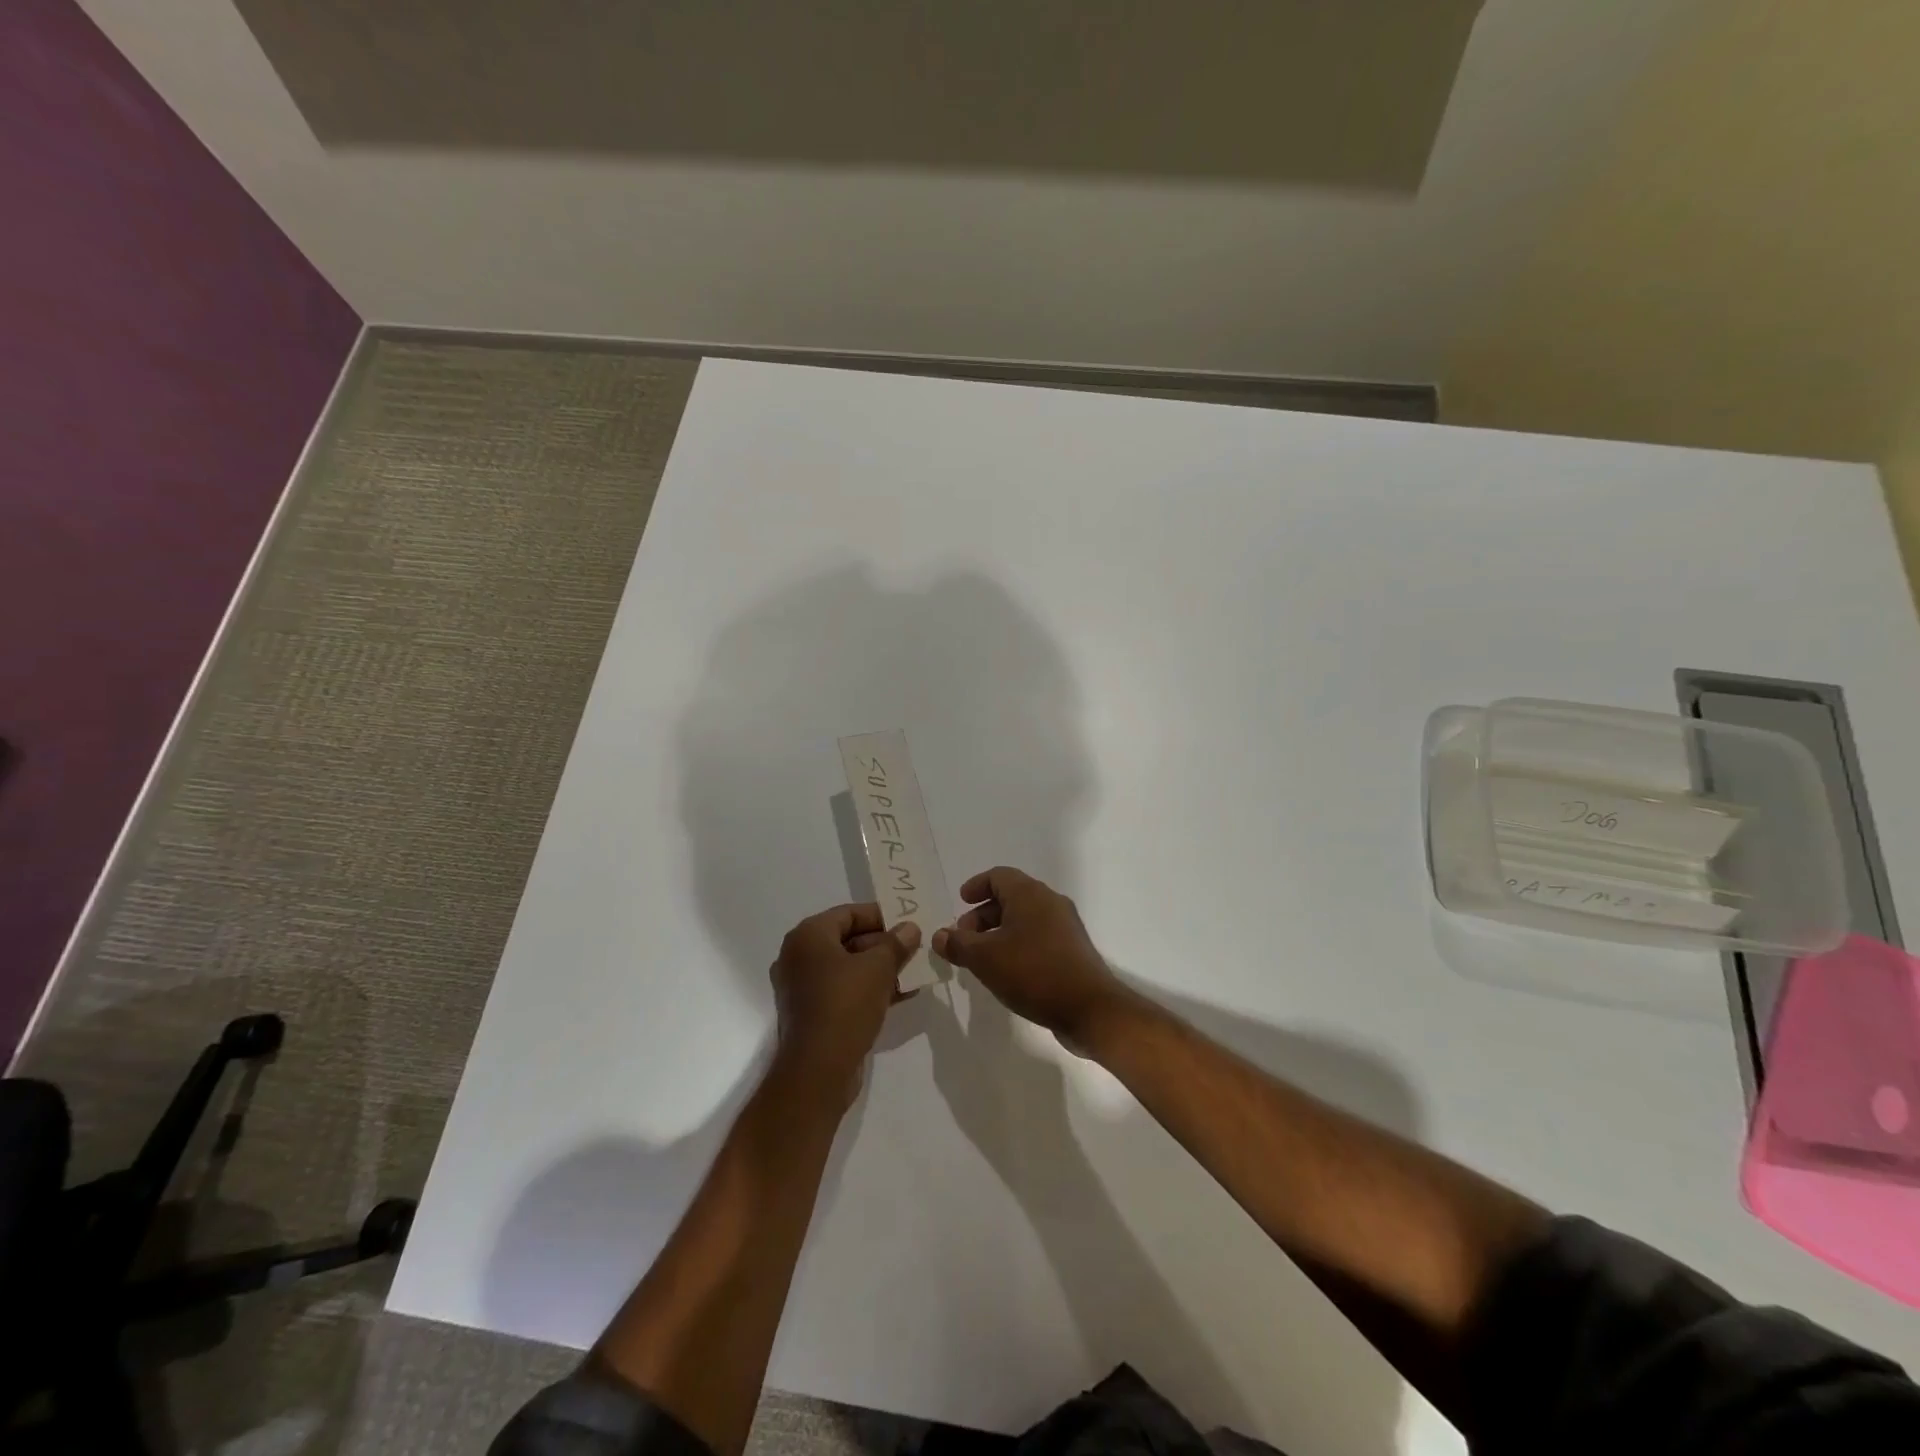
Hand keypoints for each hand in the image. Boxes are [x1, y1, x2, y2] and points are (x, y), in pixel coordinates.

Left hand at [769, 903, 920, 1107]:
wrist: (817, 1072)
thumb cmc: (845, 1006)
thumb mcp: (878, 968)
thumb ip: (896, 944)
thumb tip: (910, 928)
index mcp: (807, 937)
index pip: (848, 913)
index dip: (880, 915)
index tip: (907, 922)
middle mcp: (798, 957)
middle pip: (847, 939)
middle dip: (883, 944)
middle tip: (913, 948)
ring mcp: (802, 987)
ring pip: (847, 967)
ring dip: (879, 968)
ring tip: (913, 971)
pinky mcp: (811, 1013)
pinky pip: (843, 990)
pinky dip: (868, 989)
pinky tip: (900, 995)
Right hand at [932, 867, 1128, 1047]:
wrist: (1090, 1008)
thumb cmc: (1033, 972)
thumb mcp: (986, 959)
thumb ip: (958, 944)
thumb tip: (939, 935)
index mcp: (1030, 894)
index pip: (999, 876)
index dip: (976, 886)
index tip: (960, 902)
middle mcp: (1050, 902)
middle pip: (1011, 897)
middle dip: (983, 915)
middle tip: (964, 938)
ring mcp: (1065, 927)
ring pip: (1024, 919)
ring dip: (999, 933)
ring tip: (981, 959)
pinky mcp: (1072, 950)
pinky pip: (1038, 937)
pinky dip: (1017, 945)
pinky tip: (1006, 972)